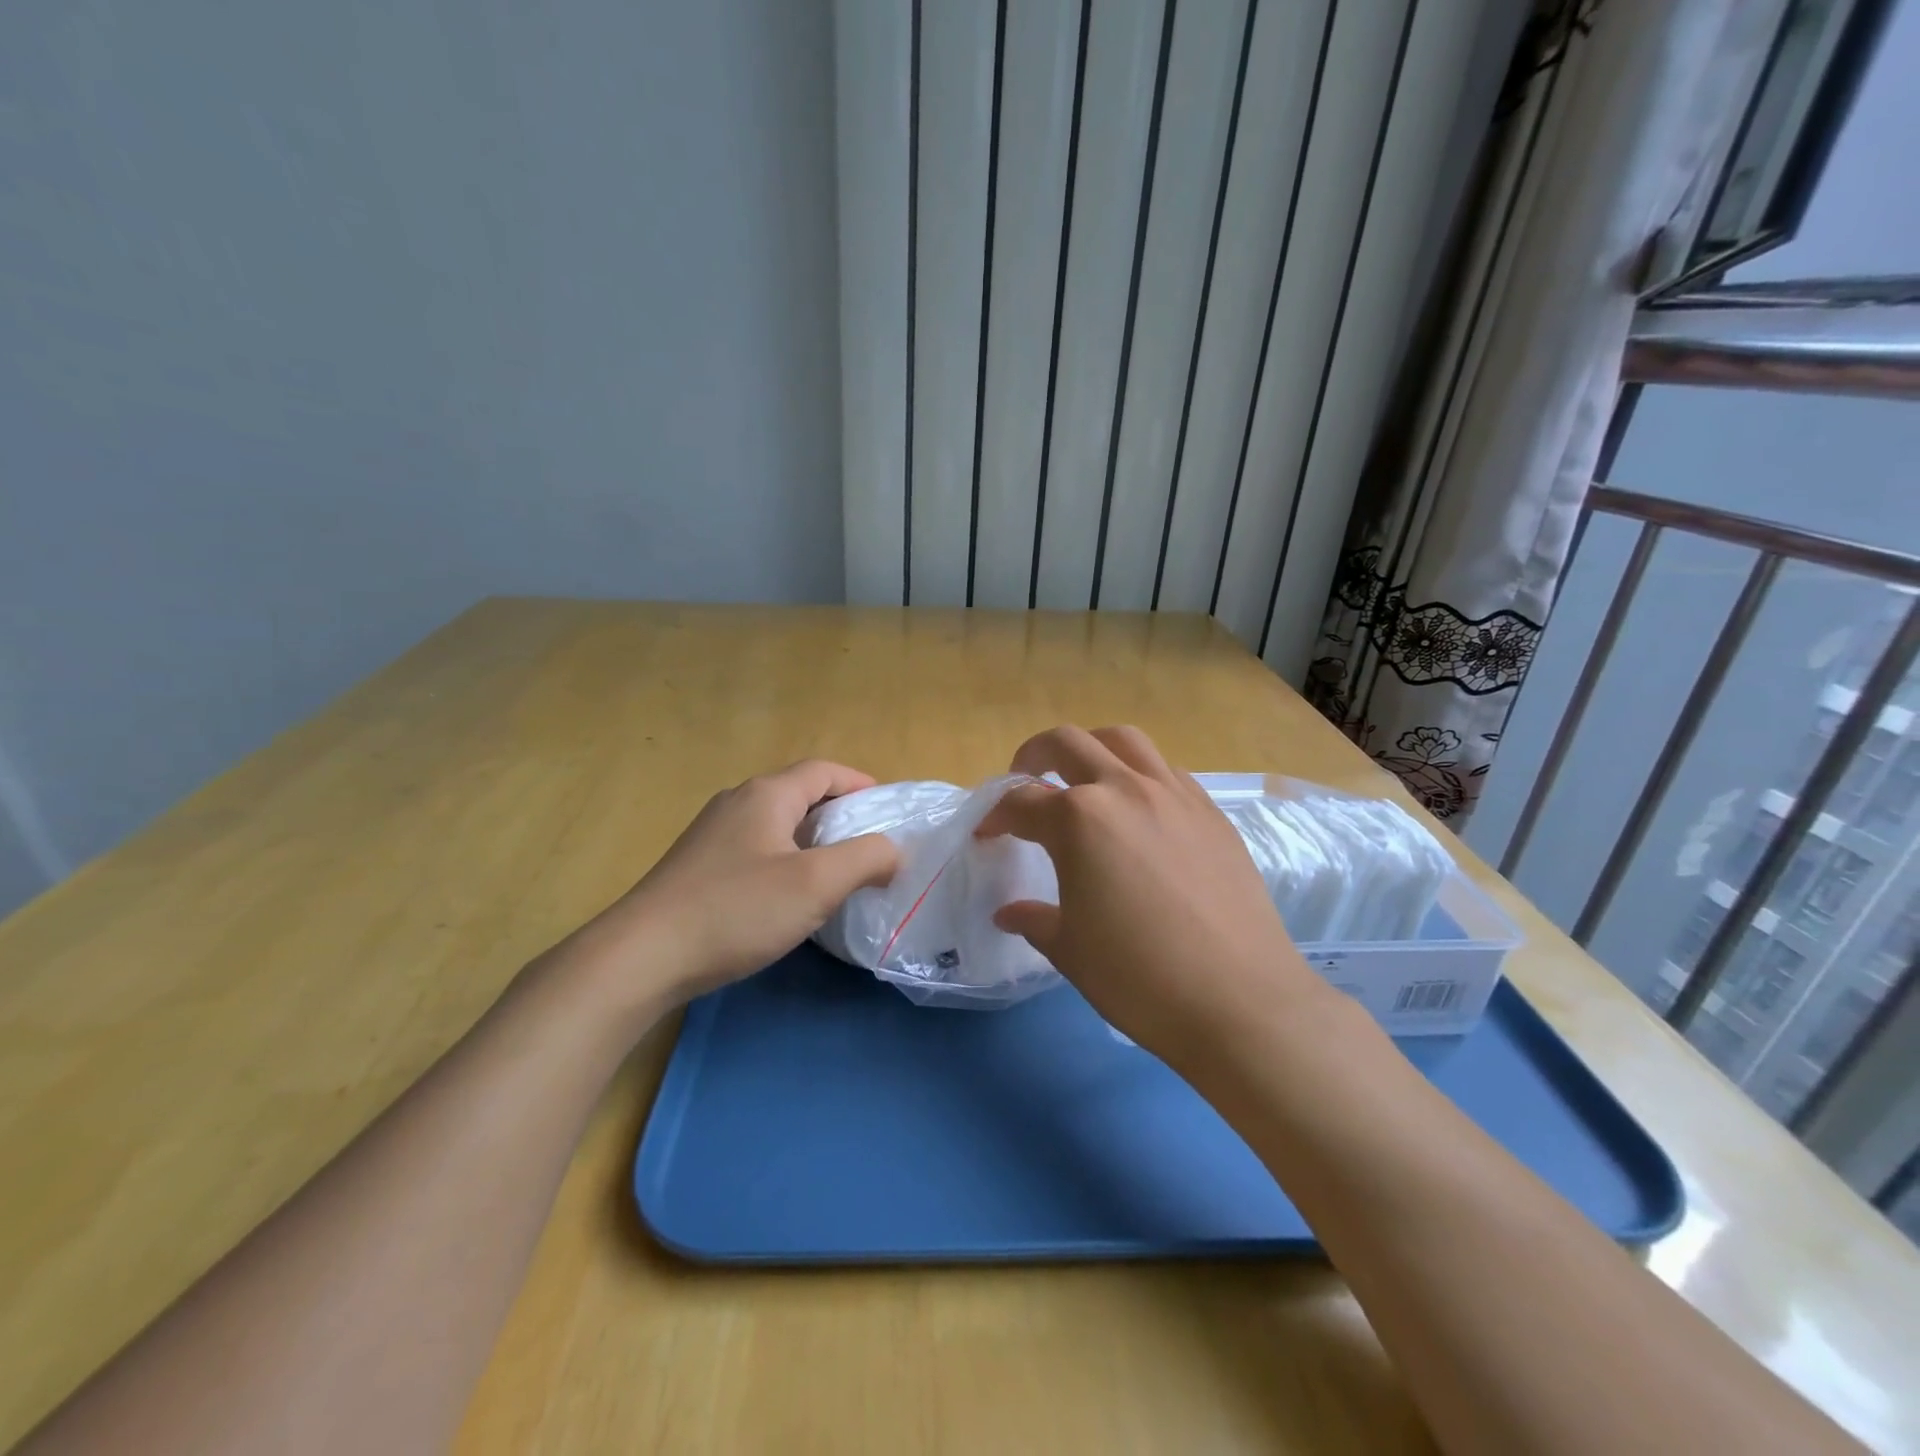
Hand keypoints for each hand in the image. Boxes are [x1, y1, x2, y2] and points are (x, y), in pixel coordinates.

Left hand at [564, 760, 899, 1013]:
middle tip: (869, 847)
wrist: (642, 957)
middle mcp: (738, 802)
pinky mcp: (697, 866)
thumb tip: (892, 851)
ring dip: (812, 840)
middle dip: (840, 814)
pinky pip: (755, 849)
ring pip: (777, 824)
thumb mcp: (816, 883)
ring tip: (836, 874)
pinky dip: (784, 860)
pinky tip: (788, 897)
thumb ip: (866, 858)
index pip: (825, 771)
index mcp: (767, 794)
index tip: (888, 812)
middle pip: (800, 794)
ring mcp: (712, 834)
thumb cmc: (737, 910)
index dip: (861, 784)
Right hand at [976, 726, 1324, 1070]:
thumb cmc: (1139, 978)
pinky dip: (1138, 774)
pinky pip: (1165, 770)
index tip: (986, 834)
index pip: (1021, 802)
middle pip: (1067, 743)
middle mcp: (1124, 789)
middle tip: (1024, 781)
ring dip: (1091, 749)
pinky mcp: (1210, 812)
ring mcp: (1174, 794)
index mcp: (1078, 820)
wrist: (1241, 1002)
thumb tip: (1009, 912)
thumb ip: (1034, 919)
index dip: (995, 817)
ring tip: (1082, 778)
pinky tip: (1138, 810)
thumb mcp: (1070, 950)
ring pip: (1124, 741)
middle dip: (1034, 755)